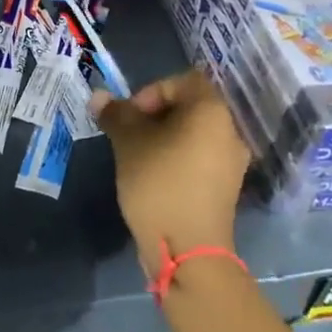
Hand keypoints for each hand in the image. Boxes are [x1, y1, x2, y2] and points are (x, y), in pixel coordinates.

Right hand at [90, 70, 249, 275]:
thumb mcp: (128, 143)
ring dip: (164, 138)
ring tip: (138, 158)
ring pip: (193, 135)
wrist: (188, 250)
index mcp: (211, 112)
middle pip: (189, 107)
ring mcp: (231, 163)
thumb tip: (100, 96)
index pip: (182, 81)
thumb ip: (116, 115)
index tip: (131, 117)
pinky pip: (199, 159)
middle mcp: (229, 132)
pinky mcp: (225, 188)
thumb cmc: (159, 184)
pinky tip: (155, 178)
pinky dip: (177, 159)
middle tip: (129, 136)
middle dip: (155, 116)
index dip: (151, 91)